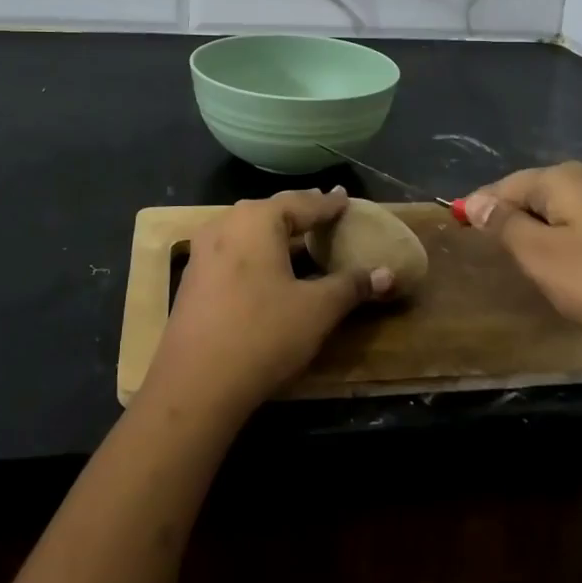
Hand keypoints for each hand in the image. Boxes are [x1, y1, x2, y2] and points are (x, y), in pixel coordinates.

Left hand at [143, 189, 397, 422]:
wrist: (195, 384)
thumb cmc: (263, 334)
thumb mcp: (317, 310)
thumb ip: (352, 286)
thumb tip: (388, 274)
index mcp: (258, 219)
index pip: (303, 203)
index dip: (329, 204)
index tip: (346, 198)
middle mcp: (226, 223)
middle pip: (273, 211)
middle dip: (301, 212)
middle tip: (327, 212)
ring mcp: (204, 250)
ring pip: (249, 230)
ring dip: (277, 233)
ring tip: (301, 237)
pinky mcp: (194, 277)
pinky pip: (234, 250)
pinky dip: (258, 252)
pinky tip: (269, 267)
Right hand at [462, 162, 581, 366]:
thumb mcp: (544, 259)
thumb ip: (507, 227)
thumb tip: (478, 201)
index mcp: (568, 179)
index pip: (509, 184)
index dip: (483, 203)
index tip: (461, 223)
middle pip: (544, 191)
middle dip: (517, 213)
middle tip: (496, 245)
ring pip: (575, 210)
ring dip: (550, 228)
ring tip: (535, 259)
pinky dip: (581, 241)